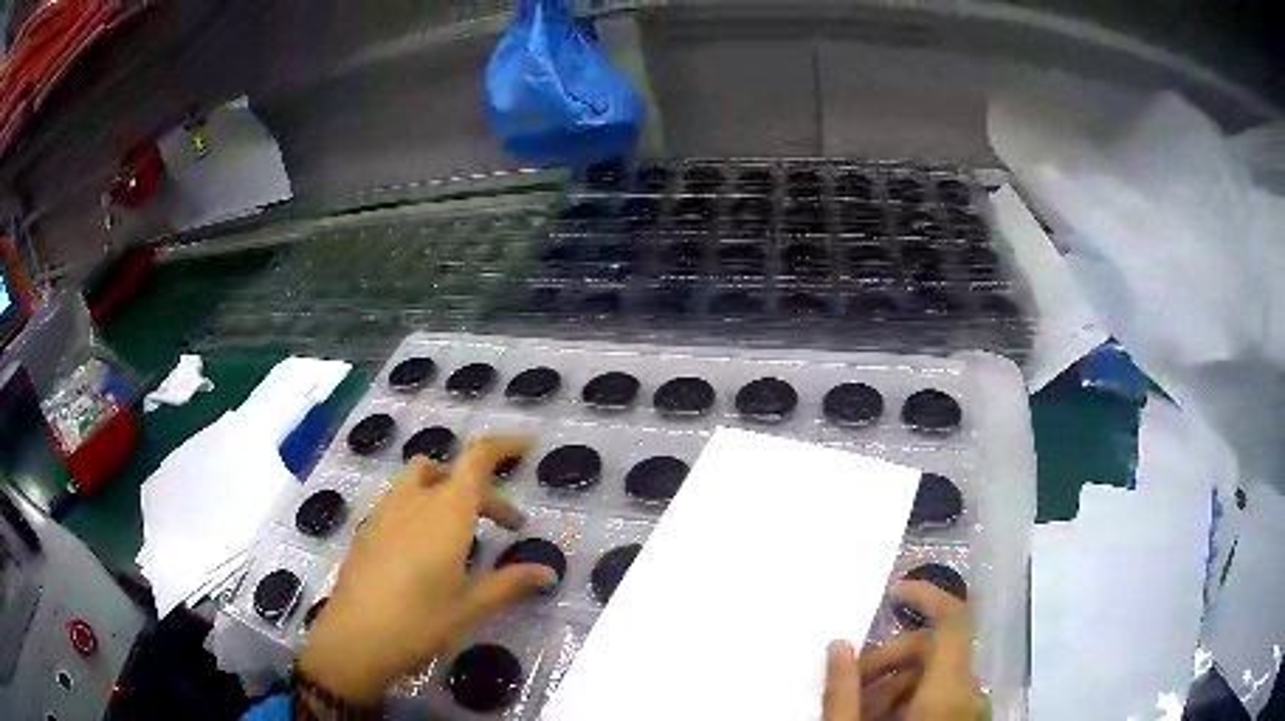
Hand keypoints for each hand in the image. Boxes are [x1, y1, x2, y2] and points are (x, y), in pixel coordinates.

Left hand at [298, 436, 555, 702]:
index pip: (478, 459)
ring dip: (448, 489)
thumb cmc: (421, 620)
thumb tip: (547, 573)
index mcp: (447, 511)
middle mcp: (416, 500)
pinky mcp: (369, 527)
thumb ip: (511, 582)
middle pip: (456, 474)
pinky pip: (401, 499)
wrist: (356, 636)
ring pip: (421, 478)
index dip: (505, 445)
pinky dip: (422, 506)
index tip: (529, 445)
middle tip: (509, 527)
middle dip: (487, 493)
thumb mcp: (472, 605)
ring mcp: (387, 511)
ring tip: (462, 525)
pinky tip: (425, 547)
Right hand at [823, 581, 984, 720]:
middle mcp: (971, 693)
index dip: (927, 595)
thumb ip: (843, 692)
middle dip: (888, 660)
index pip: (954, 619)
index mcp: (950, 690)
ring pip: (936, 677)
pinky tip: (881, 718)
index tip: (893, 592)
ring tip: (860, 710)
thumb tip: (838, 646)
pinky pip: (943, 696)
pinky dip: (912, 700)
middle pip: (934, 651)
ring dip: (895, 684)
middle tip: (850, 684)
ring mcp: (973, 709)